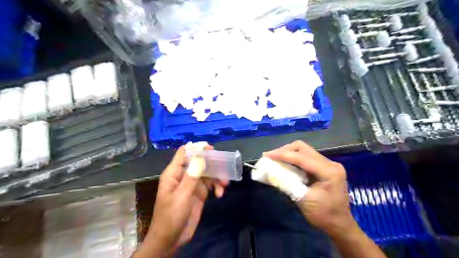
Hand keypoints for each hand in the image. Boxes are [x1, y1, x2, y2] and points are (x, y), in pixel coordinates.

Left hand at [139, 144, 225, 256]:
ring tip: (224, 183)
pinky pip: (210, 184)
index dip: (196, 148)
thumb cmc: (171, 217)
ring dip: (217, 176)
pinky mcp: (199, 193)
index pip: (184, 153)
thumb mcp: (182, 196)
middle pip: (198, 161)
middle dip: (211, 162)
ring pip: (207, 173)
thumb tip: (200, 156)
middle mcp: (184, 176)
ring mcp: (192, 184)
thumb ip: (191, 176)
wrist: (171, 240)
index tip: (210, 148)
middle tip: (224, 164)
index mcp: (174, 173)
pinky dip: (217, 187)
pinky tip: (220, 194)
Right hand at [261, 142, 354, 234]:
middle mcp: (330, 163)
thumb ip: (287, 184)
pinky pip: (306, 157)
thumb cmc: (323, 215)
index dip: (283, 155)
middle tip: (270, 156)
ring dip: (288, 153)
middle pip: (303, 148)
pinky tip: (285, 163)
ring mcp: (328, 164)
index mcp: (329, 171)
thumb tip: (271, 172)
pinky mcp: (324, 167)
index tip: (267, 155)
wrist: (340, 225)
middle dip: (285, 151)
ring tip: (275, 158)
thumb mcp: (303, 200)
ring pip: (304, 151)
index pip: (302, 157)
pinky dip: (293, 159)